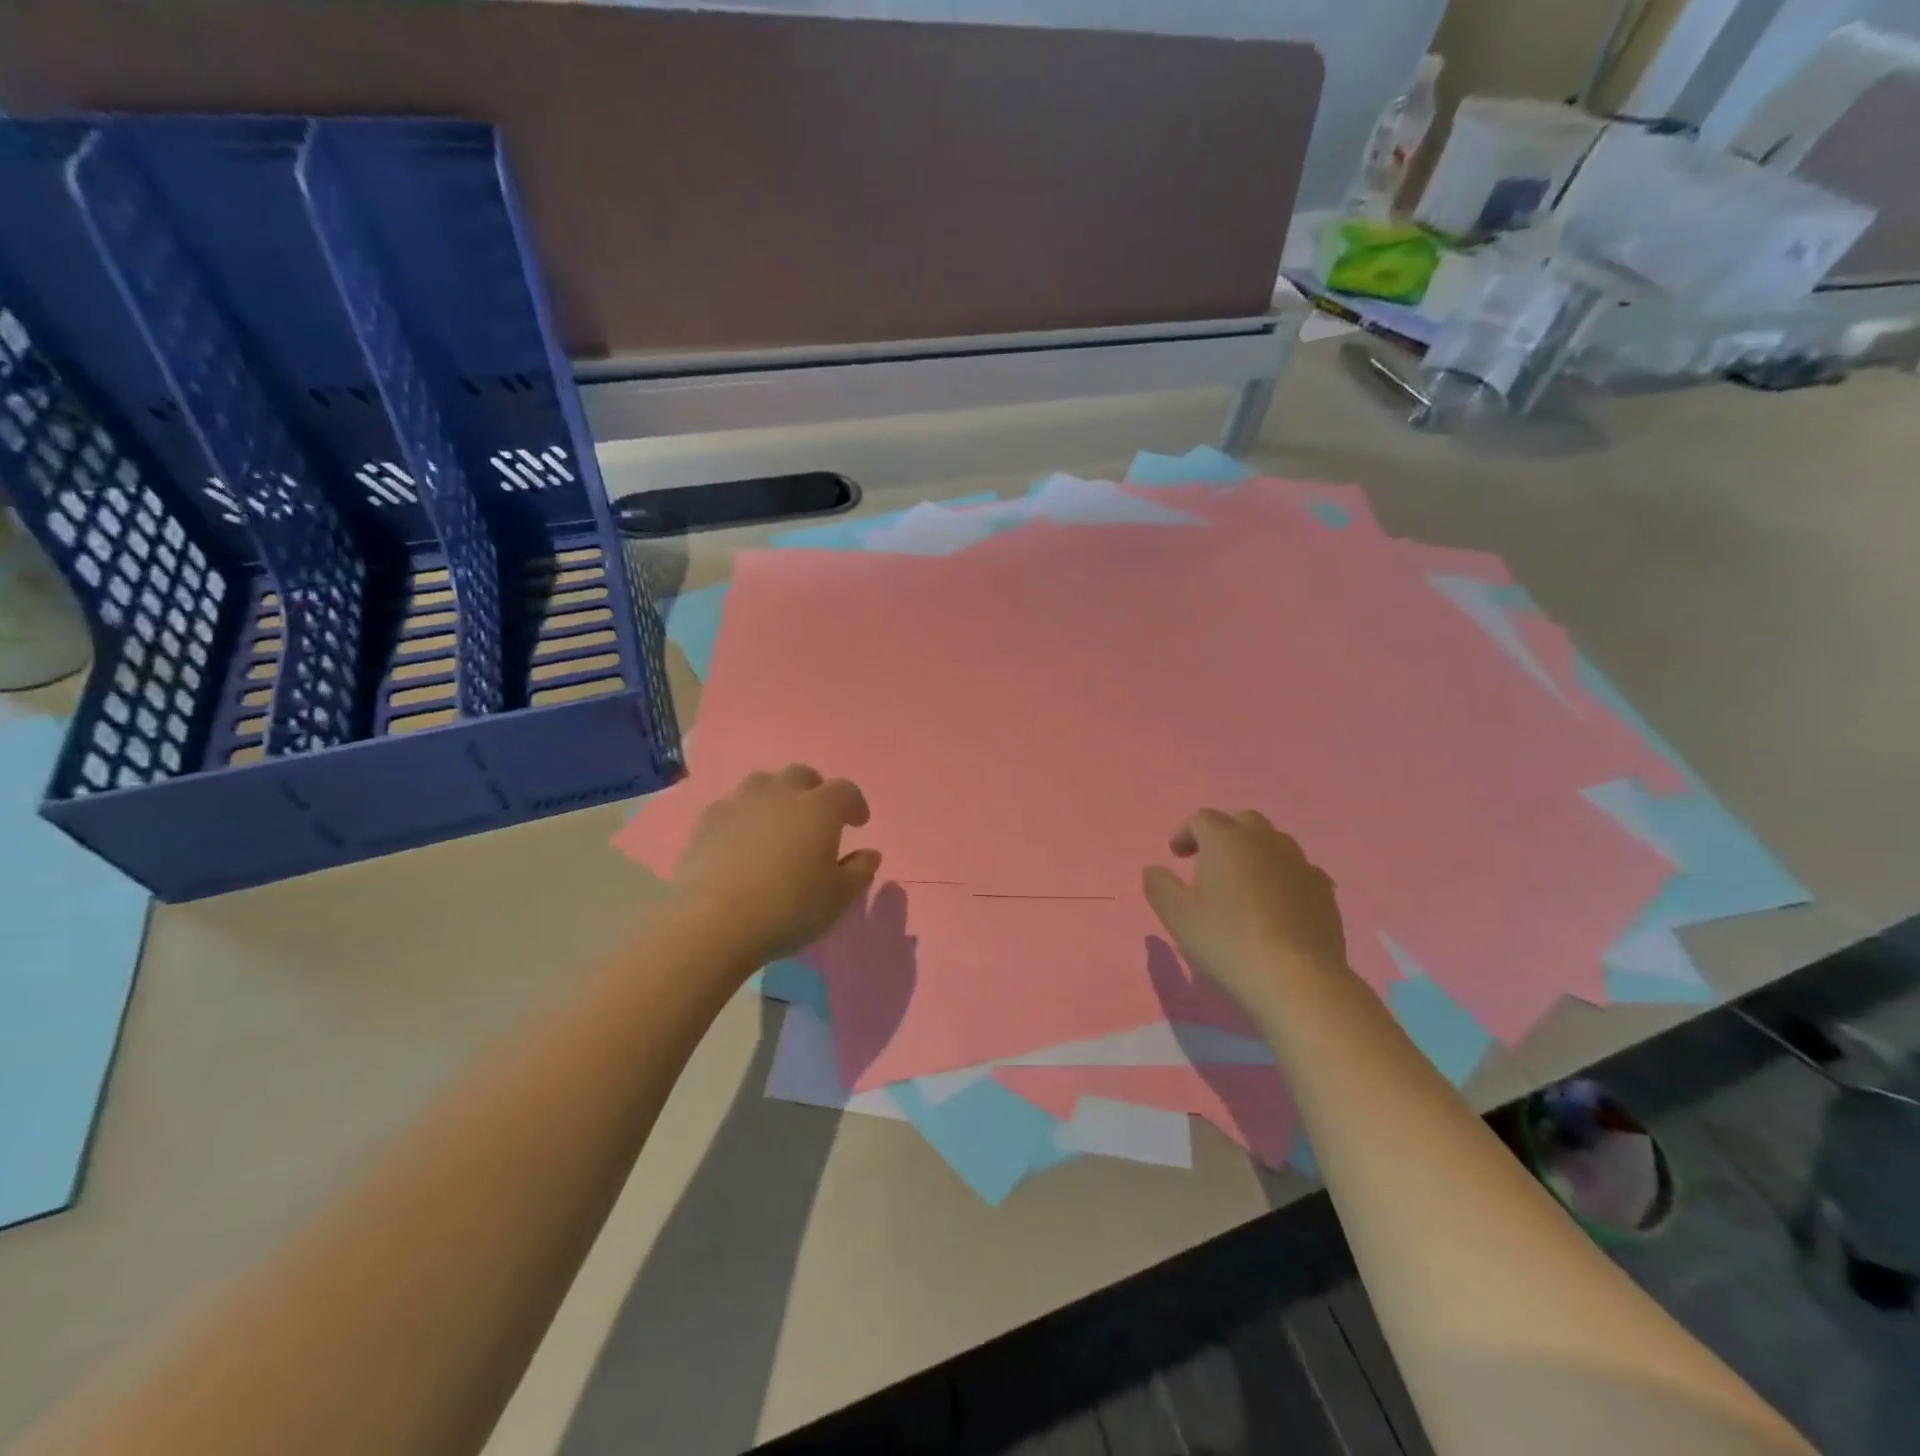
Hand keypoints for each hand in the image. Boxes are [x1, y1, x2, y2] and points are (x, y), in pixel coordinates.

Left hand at [670, 765, 881, 964]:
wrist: (712, 922)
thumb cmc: (788, 908)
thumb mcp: (837, 898)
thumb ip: (858, 871)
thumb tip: (869, 854)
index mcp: (819, 808)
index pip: (845, 790)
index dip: (855, 804)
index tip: (858, 823)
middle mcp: (780, 794)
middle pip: (802, 776)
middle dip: (814, 791)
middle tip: (817, 817)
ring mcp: (740, 803)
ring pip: (763, 783)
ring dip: (776, 796)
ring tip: (778, 823)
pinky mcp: (707, 821)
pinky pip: (732, 806)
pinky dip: (744, 816)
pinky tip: (742, 839)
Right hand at [1142, 810, 1347, 1018]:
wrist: (1297, 979)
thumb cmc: (1226, 940)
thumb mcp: (1177, 915)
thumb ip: (1159, 886)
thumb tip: (1154, 869)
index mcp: (1227, 840)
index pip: (1202, 819)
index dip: (1185, 833)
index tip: (1177, 856)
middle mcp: (1265, 841)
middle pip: (1242, 821)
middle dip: (1223, 833)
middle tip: (1209, 859)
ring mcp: (1300, 864)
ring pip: (1274, 843)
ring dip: (1254, 852)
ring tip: (1243, 881)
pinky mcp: (1324, 892)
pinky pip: (1298, 871)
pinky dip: (1281, 877)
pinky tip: (1276, 904)